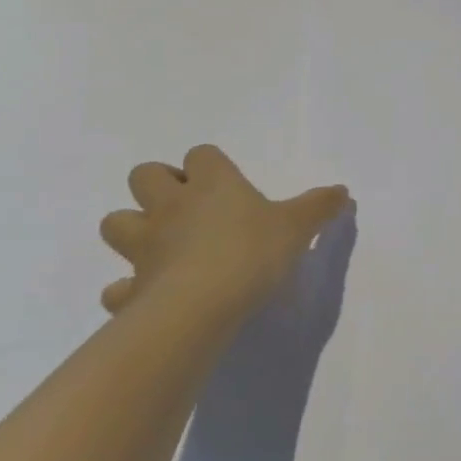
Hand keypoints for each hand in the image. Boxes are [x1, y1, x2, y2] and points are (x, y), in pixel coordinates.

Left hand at [98, 144, 349, 325]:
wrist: (202, 306)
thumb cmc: (252, 252)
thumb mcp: (297, 226)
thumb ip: (320, 207)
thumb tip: (343, 190)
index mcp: (213, 184)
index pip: (201, 154)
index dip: (208, 165)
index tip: (225, 183)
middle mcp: (172, 207)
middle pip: (144, 175)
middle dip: (157, 185)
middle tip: (186, 207)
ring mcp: (145, 246)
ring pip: (116, 222)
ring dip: (132, 229)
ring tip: (160, 246)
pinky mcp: (133, 288)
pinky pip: (118, 287)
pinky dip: (128, 290)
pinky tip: (147, 297)